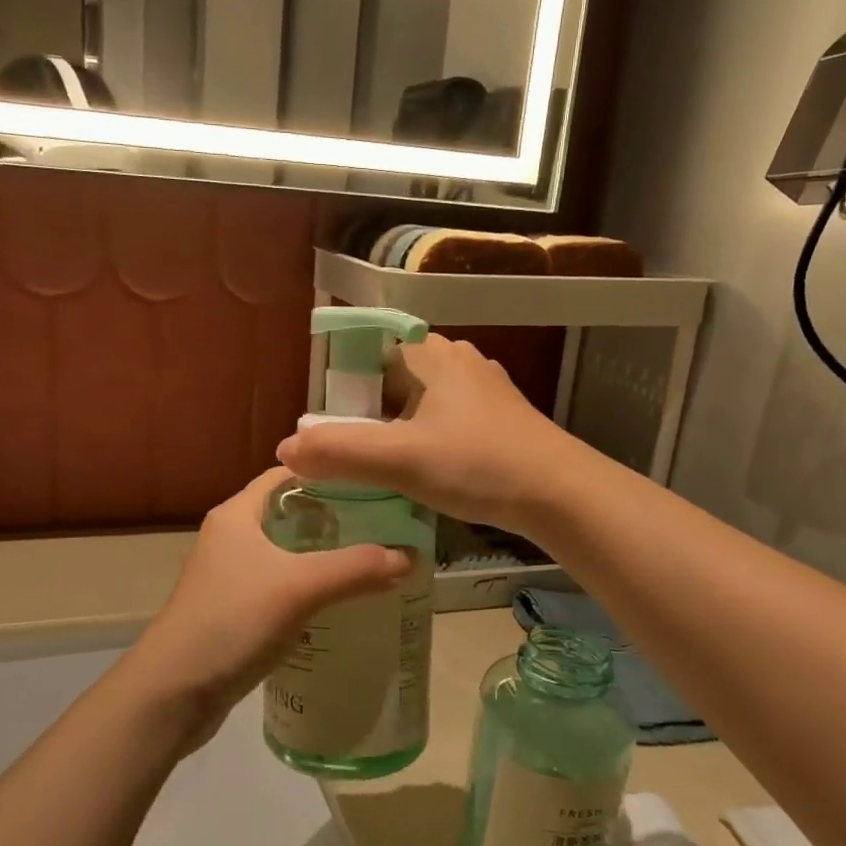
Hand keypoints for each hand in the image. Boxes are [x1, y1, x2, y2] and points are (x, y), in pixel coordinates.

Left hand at [119, 467, 410, 752]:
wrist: (173, 693)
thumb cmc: (232, 622)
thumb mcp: (299, 588)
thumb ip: (355, 568)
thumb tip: (410, 556)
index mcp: (237, 514)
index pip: (286, 475)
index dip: (328, 473)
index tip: (374, 484)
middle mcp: (231, 537)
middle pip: (290, 515)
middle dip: (335, 519)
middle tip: (384, 526)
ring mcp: (231, 577)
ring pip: (287, 554)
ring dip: (324, 557)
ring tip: (372, 562)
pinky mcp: (235, 611)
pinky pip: (281, 588)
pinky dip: (310, 590)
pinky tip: (341, 604)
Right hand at [277, 335, 579, 534]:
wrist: (560, 493)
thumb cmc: (477, 464)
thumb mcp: (401, 461)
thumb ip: (340, 453)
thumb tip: (285, 450)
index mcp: (430, 355)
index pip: (369, 352)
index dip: (342, 387)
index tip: (329, 427)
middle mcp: (457, 360)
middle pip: (392, 378)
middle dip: (367, 412)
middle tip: (349, 453)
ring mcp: (483, 388)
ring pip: (421, 401)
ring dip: (397, 429)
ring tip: (381, 466)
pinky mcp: (500, 417)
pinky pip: (447, 419)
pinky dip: (427, 439)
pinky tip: (424, 471)